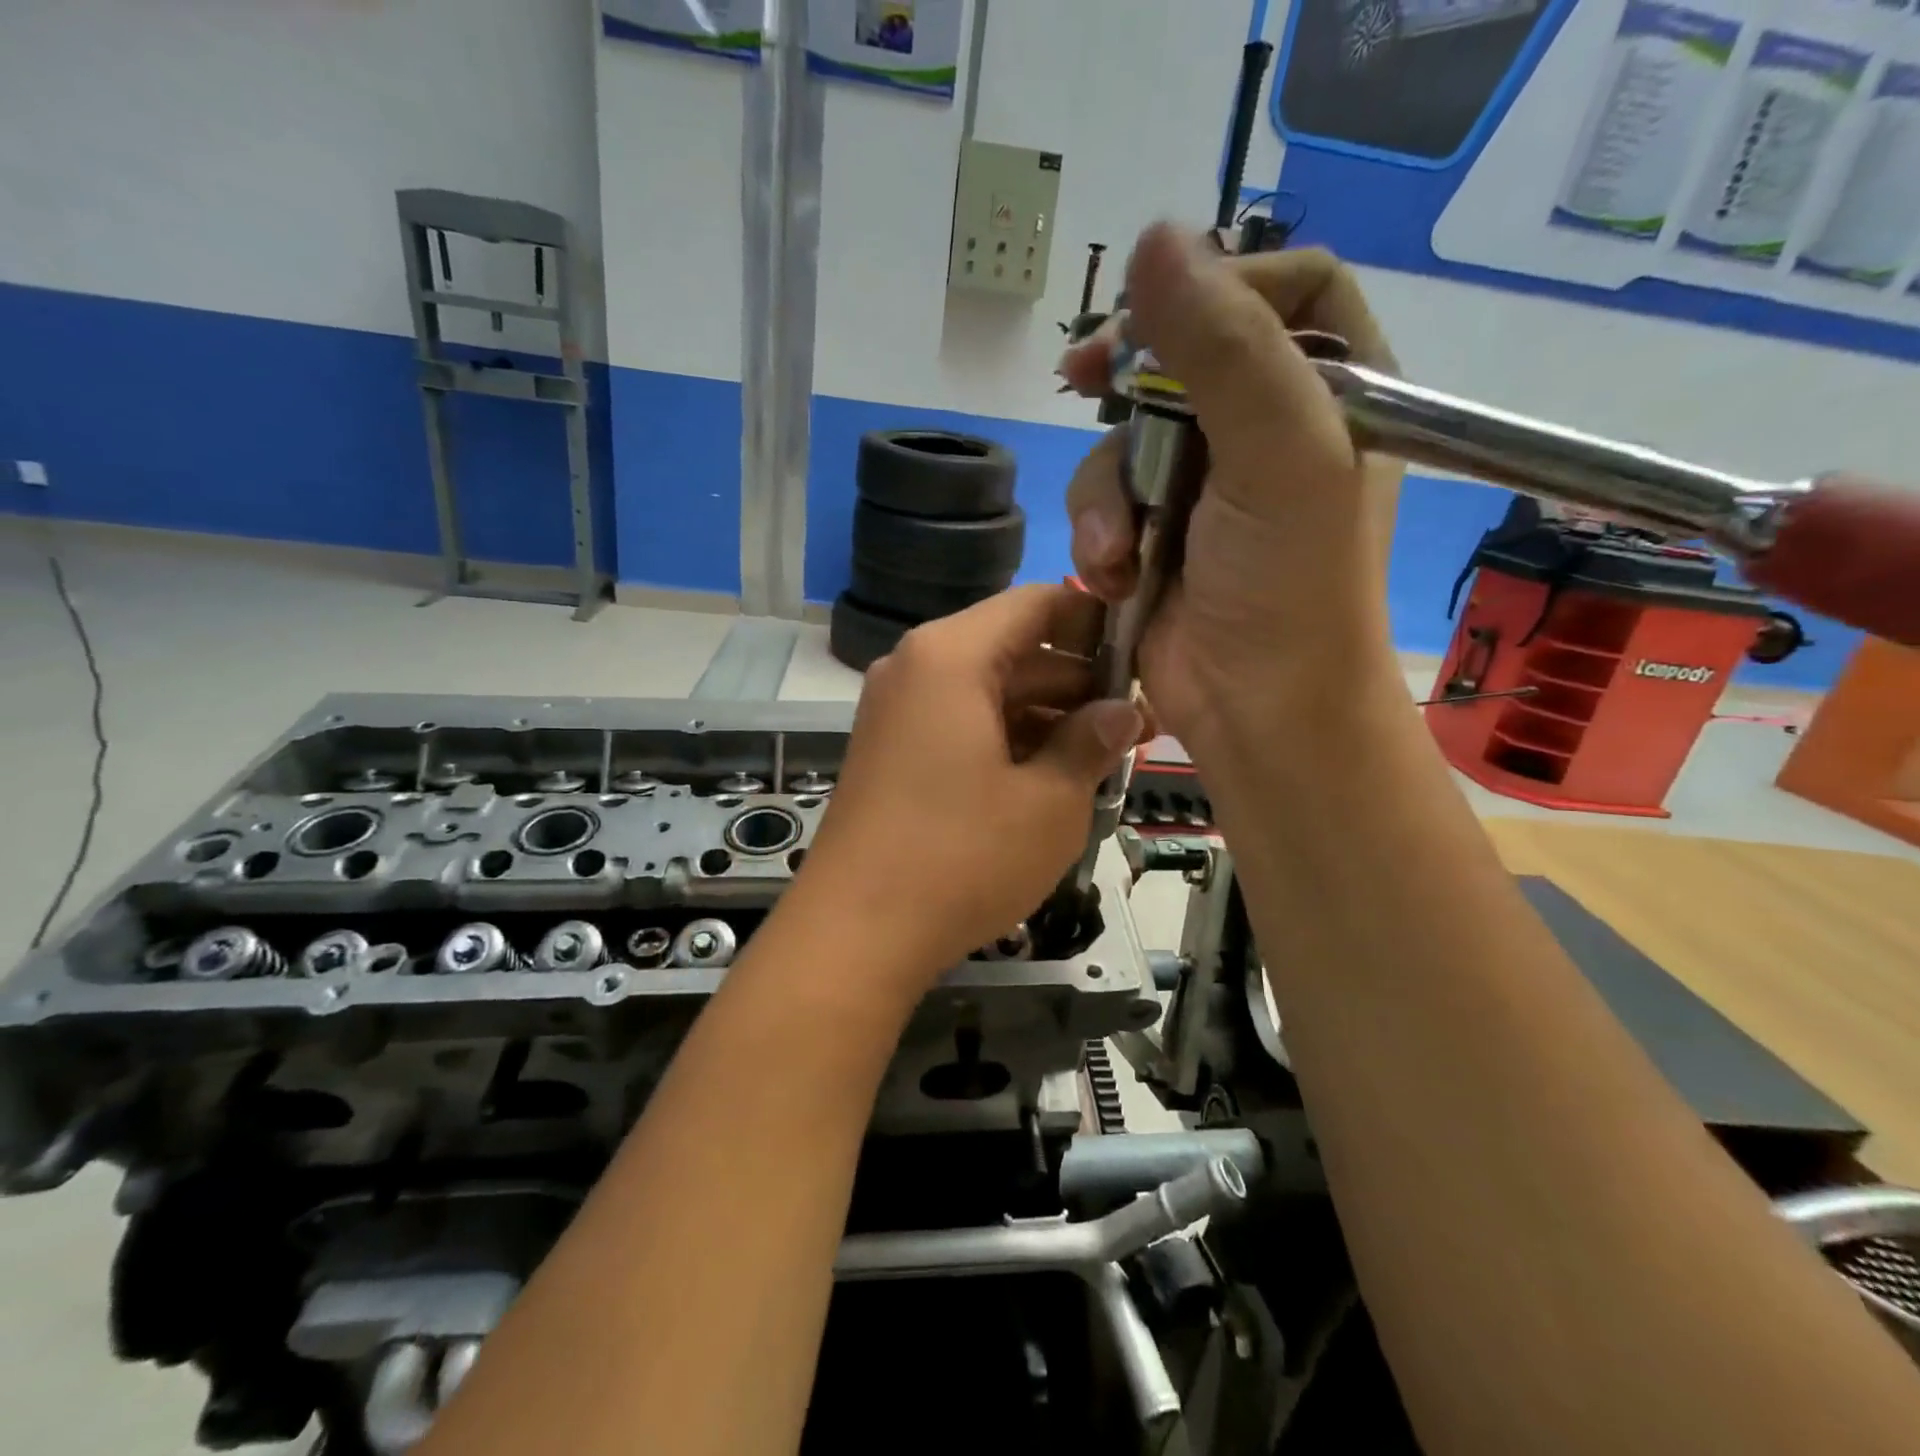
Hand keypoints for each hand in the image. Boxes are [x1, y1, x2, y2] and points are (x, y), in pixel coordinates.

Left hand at [797, 585, 1144, 987]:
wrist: (856, 933)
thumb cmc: (962, 857)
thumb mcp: (1049, 801)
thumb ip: (1090, 743)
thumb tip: (1122, 713)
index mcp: (951, 656)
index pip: (1036, 604)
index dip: (1094, 621)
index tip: (1140, 657)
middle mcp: (915, 668)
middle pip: (1012, 649)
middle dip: (1077, 683)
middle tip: (1137, 726)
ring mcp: (896, 712)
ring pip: (987, 692)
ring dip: (1046, 718)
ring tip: (1104, 759)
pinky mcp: (890, 752)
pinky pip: (959, 724)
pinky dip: (1006, 740)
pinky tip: (1049, 779)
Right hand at [1061, 227, 1405, 750]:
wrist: (1257, 709)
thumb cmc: (1291, 585)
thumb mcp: (1280, 455)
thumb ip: (1225, 347)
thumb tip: (1156, 239)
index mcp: (1335, 393)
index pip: (1286, 290)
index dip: (1223, 285)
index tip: (1156, 313)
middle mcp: (1269, 431)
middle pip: (1184, 360)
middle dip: (1130, 384)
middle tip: (1081, 378)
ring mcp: (1206, 489)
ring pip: (1126, 440)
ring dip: (1107, 494)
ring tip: (1120, 550)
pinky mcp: (1155, 539)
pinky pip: (1104, 505)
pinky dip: (1099, 537)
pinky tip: (1113, 574)